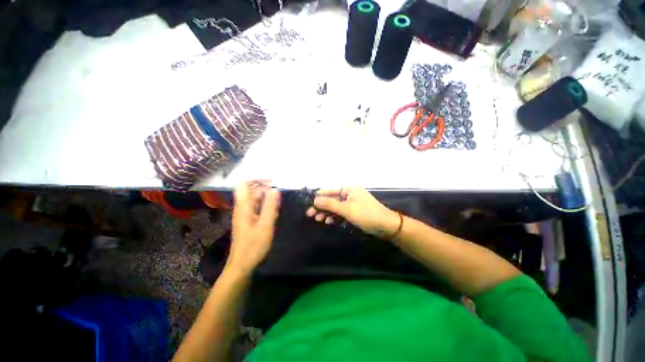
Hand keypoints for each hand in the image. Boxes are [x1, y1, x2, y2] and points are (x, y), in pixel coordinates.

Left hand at [226, 181, 279, 275]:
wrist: (242, 264)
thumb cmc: (254, 245)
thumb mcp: (265, 225)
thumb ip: (270, 206)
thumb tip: (275, 189)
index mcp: (244, 206)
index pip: (244, 183)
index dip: (257, 179)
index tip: (272, 181)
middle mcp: (242, 207)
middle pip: (251, 190)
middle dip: (265, 187)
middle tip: (279, 192)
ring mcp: (245, 214)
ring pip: (255, 199)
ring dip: (267, 197)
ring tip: (279, 203)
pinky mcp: (248, 220)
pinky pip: (257, 207)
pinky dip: (266, 206)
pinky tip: (275, 212)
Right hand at [306, 187, 399, 237]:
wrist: (386, 226)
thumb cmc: (366, 214)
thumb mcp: (346, 209)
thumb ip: (330, 204)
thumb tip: (315, 200)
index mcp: (350, 190)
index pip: (331, 191)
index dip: (320, 196)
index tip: (310, 202)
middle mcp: (351, 195)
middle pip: (333, 200)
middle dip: (322, 207)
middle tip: (310, 214)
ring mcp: (353, 204)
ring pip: (337, 208)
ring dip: (328, 213)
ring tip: (319, 219)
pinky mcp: (355, 213)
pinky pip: (342, 213)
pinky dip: (336, 217)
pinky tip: (329, 221)